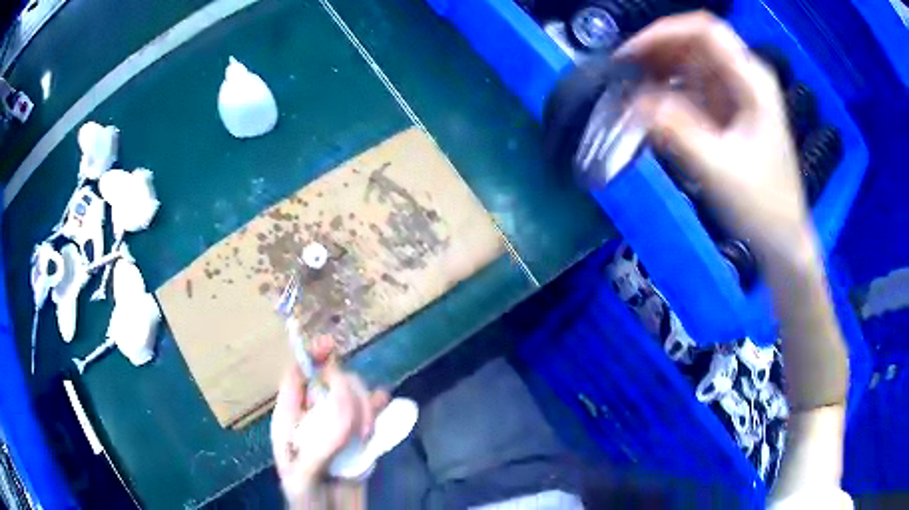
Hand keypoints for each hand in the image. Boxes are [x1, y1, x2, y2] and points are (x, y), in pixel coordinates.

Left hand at [270, 341, 387, 508]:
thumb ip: (322, 442)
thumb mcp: (305, 473)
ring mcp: (338, 428)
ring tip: (369, 431)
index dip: (310, 358)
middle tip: (360, 420)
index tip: (331, 346)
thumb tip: (347, 405)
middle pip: (330, 382)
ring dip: (365, 404)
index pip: (296, 378)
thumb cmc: (308, 499)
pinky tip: (384, 407)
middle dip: (348, 392)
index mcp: (290, 422)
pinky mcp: (359, 439)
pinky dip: (378, 406)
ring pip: (353, 396)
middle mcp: (313, 418)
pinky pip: (371, 412)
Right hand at [617, 12, 814, 264]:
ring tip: (632, 91)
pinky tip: (654, 108)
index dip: (664, 32)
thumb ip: (675, 130)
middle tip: (624, 75)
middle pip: (694, 43)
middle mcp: (746, 79)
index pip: (704, 30)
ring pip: (692, 64)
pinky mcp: (731, 113)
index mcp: (752, 81)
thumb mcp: (718, 169)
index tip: (631, 55)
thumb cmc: (762, 207)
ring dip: (660, 72)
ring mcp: (739, 95)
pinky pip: (695, 89)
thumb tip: (632, 101)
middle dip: (657, 53)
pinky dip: (671, 92)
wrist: (783, 242)